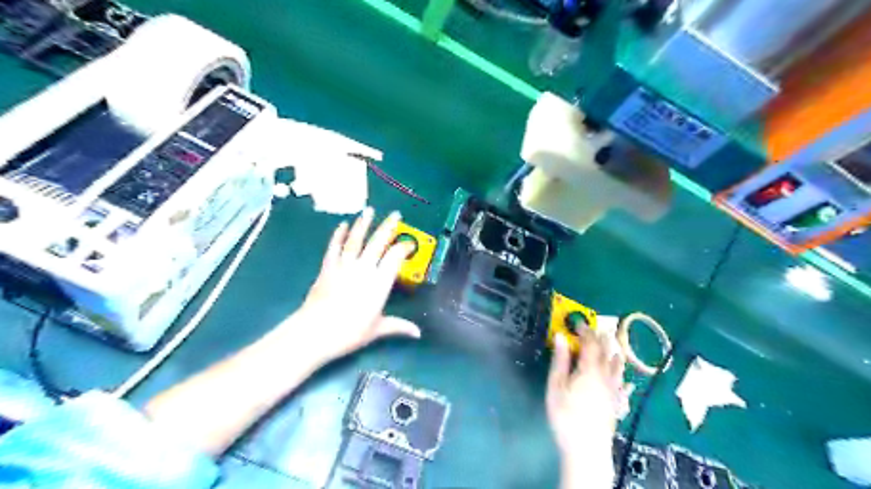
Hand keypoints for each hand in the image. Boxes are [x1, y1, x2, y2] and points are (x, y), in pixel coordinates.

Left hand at [285, 208, 420, 365]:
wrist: (315, 331)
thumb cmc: (350, 332)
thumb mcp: (377, 329)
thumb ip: (398, 326)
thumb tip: (417, 333)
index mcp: (380, 282)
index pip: (395, 257)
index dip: (404, 247)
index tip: (410, 244)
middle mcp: (364, 269)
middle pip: (378, 242)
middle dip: (388, 227)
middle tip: (395, 214)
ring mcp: (344, 265)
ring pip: (356, 240)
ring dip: (363, 224)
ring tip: (369, 210)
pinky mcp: (328, 267)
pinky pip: (335, 247)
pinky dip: (339, 235)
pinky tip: (343, 225)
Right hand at [547, 331, 629, 486]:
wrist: (587, 450)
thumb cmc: (566, 416)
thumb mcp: (556, 386)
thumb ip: (560, 360)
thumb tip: (561, 337)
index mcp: (590, 370)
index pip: (590, 344)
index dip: (585, 331)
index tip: (578, 322)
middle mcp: (606, 378)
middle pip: (606, 353)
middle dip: (602, 339)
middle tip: (599, 328)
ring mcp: (614, 392)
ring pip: (618, 369)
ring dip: (615, 355)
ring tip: (614, 346)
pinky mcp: (617, 406)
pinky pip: (623, 389)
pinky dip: (624, 381)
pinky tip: (627, 381)